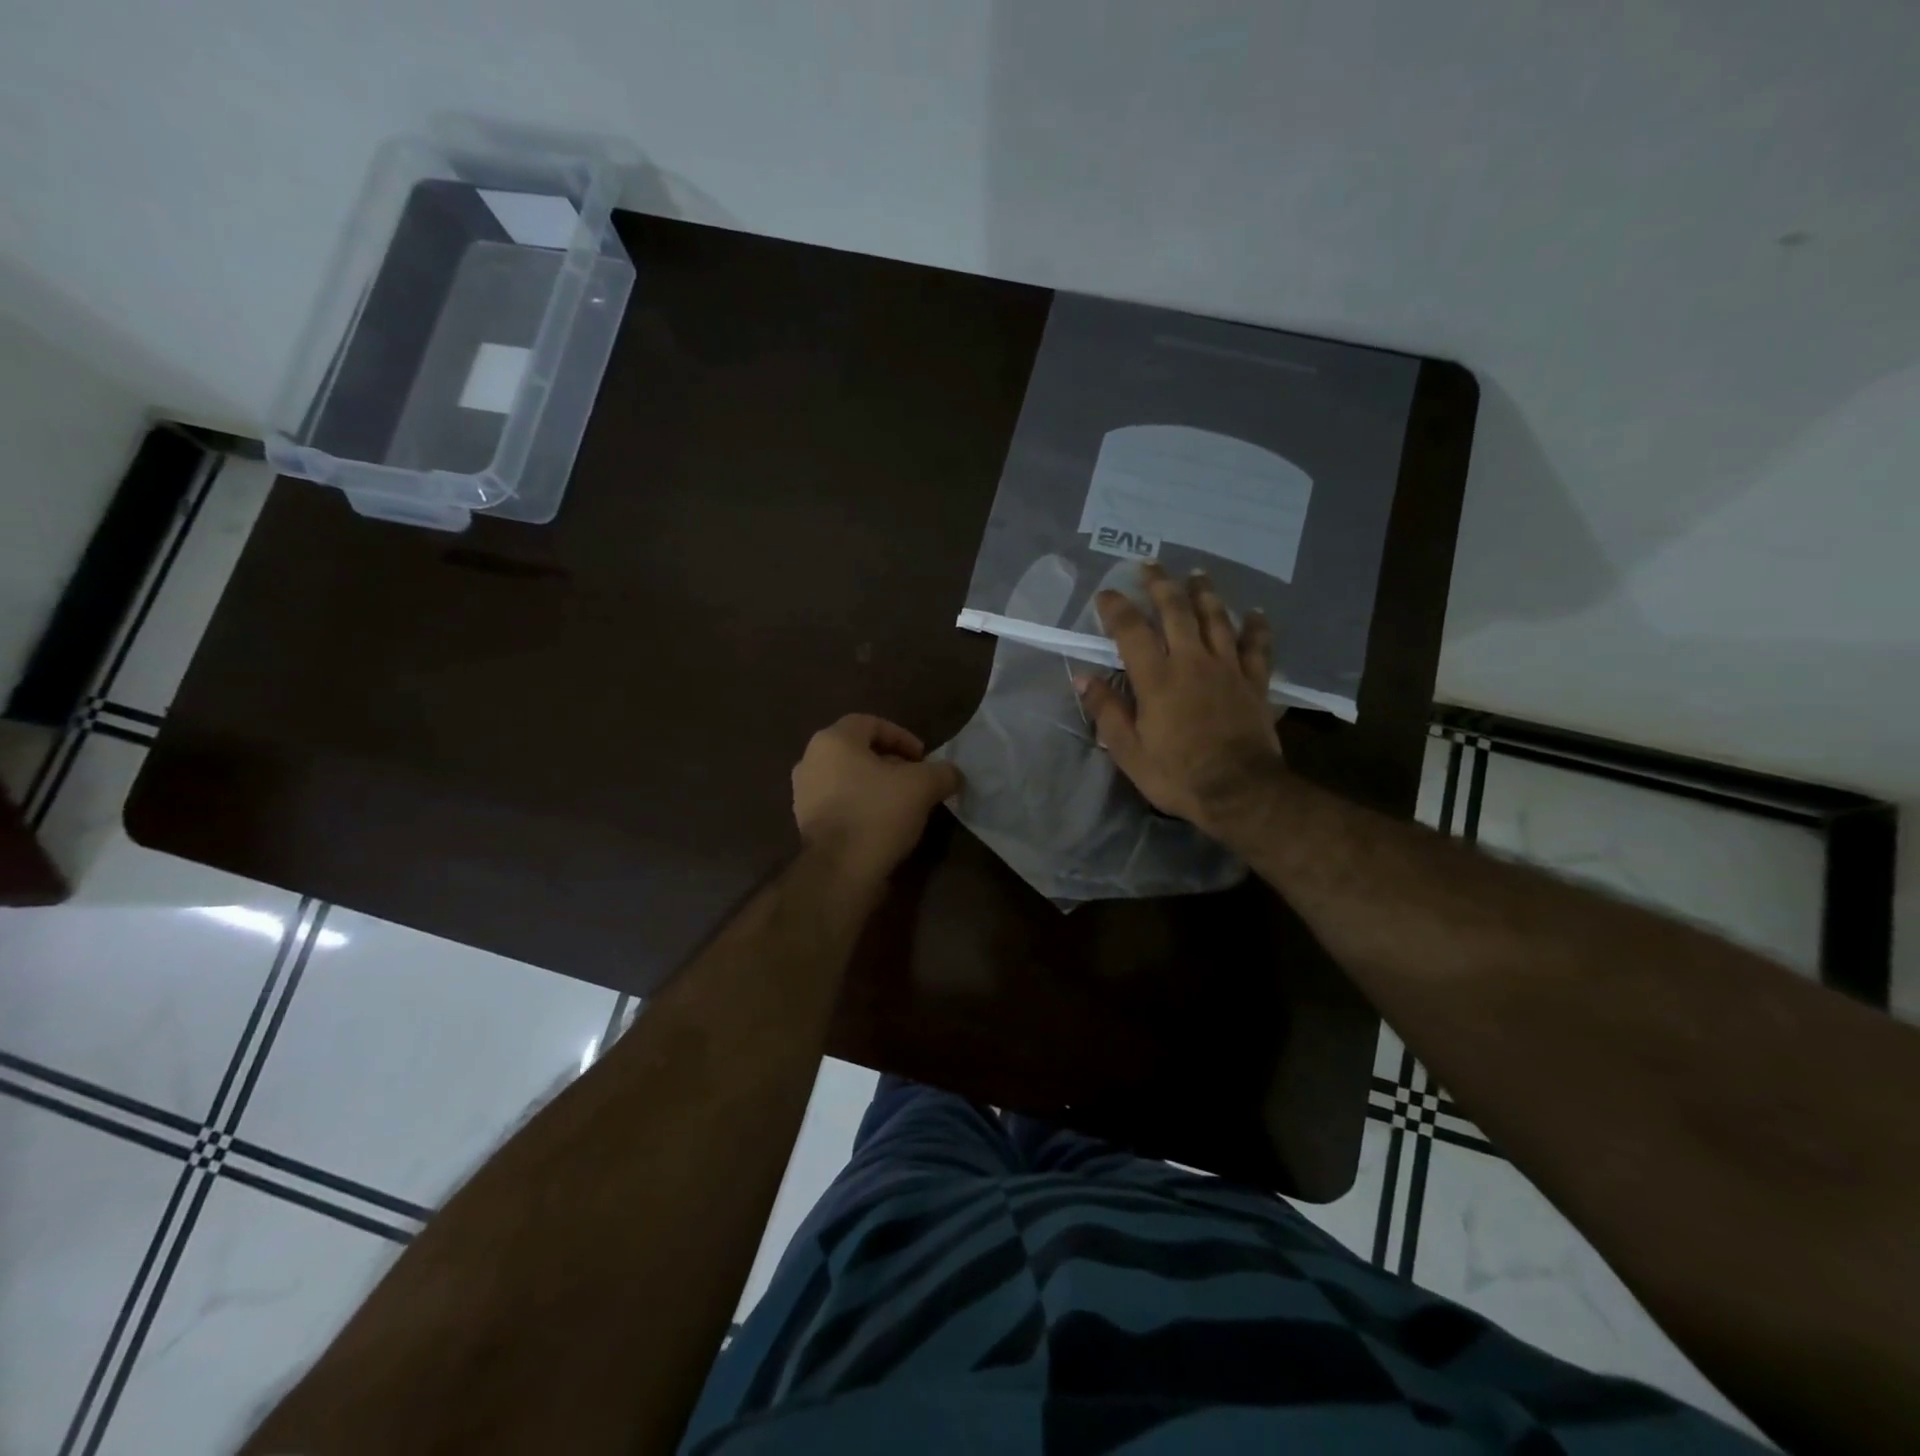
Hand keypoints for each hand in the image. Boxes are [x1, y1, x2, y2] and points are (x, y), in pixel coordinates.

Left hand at [791, 714, 962, 882]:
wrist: (841, 870)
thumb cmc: (878, 813)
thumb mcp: (923, 786)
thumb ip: (942, 772)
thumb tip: (952, 774)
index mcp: (832, 741)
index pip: (870, 723)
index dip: (901, 736)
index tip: (923, 758)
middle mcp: (810, 761)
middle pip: (857, 751)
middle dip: (890, 762)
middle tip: (915, 780)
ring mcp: (803, 793)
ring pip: (847, 778)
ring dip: (875, 785)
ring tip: (902, 803)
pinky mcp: (806, 823)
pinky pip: (839, 803)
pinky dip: (861, 806)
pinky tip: (882, 823)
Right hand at [1077, 564, 1283, 831]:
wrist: (1239, 792)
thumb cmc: (1177, 774)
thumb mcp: (1129, 750)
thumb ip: (1106, 711)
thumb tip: (1083, 678)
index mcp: (1156, 678)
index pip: (1132, 630)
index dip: (1117, 608)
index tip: (1106, 594)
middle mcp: (1192, 661)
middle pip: (1176, 611)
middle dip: (1160, 585)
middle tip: (1150, 566)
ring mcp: (1228, 668)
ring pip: (1216, 619)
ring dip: (1205, 593)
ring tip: (1197, 574)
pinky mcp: (1254, 682)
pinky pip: (1257, 646)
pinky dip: (1256, 626)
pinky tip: (1255, 612)